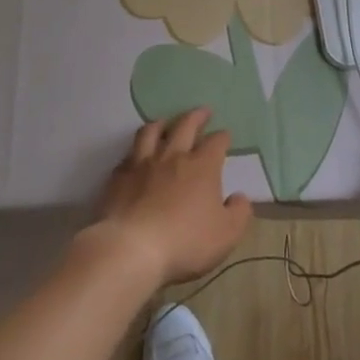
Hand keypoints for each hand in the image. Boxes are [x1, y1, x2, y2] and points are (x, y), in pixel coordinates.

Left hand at [90, 108, 252, 286]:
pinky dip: (135, 153)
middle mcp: (173, 156)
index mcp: (202, 166)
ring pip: (152, 132)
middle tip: (203, 111)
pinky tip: (135, 157)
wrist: (132, 248)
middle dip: (197, 116)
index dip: (223, 137)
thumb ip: (239, 213)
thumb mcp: (226, 234)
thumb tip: (240, 197)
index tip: (226, 135)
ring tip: (165, 122)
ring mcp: (143, 164)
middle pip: (185, 126)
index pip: (216, 142)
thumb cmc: (185, 241)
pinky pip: (128, 156)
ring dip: (161, 124)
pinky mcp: (119, 176)